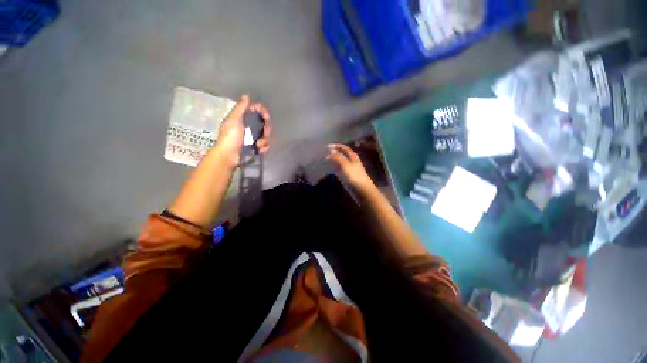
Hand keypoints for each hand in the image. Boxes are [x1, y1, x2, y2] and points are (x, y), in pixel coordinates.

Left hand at [217, 95, 271, 167]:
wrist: (229, 156)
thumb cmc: (230, 137)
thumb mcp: (234, 120)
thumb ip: (240, 108)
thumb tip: (246, 96)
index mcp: (243, 118)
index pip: (256, 111)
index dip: (262, 112)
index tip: (266, 115)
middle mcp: (249, 127)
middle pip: (264, 124)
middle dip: (266, 128)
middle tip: (265, 132)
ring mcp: (253, 138)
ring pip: (266, 135)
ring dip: (265, 140)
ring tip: (259, 144)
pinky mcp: (256, 147)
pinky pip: (265, 144)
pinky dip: (264, 147)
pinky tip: (259, 149)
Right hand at [327, 144, 374, 191]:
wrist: (362, 190)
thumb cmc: (354, 176)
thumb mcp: (345, 165)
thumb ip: (338, 157)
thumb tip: (330, 150)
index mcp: (352, 156)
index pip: (343, 148)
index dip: (336, 146)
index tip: (326, 146)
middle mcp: (351, 161)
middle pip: (341, 154)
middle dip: (333, 153)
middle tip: (324, 153)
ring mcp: (349, 169)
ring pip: (340, 162)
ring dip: (333, 160)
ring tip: (324, 160)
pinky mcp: (347, 176)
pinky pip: (339, 169)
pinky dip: (334, 167)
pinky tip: (329, 169)